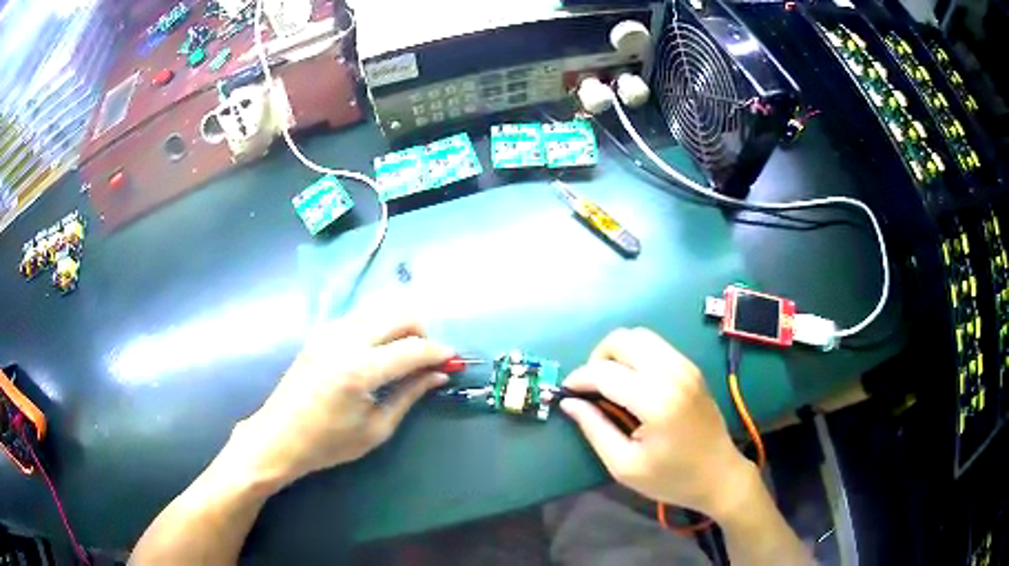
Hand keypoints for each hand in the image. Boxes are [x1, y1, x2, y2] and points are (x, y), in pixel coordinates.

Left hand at [233, 313, 454, 485]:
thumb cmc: (328, 443)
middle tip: (429, 357)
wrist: (279, 437)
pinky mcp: (321, 332)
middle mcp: (345, 340)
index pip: (412, 348)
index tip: (454, 359)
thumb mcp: (376, 429)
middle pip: (398, 314)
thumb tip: (439, 375)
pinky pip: (361, 315)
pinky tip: (382, 348)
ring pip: (379, 308)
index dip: (439, 352)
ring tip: (407, 353)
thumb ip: (409, 395)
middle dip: (422, 331)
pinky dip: (381, 323)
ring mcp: (330, 331)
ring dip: (401, 323)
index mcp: (359, 370)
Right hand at [561, 327, 752, 519]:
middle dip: (598, 358)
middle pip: (623, 339)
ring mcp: (686, 366)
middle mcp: (673, 373)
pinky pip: (656, 345)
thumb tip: (569, 402)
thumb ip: (595, 429)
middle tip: (592, 388)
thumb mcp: (625, 466)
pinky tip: (634, 383)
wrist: (720, 474)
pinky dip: (636, 355)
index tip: (566, 392)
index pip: (606, 372)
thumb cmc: (672, 478)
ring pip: (640, 336)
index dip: (579, 379)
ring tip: (611, 384)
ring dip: (617, 353)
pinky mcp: (692, 367)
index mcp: (657, 401)